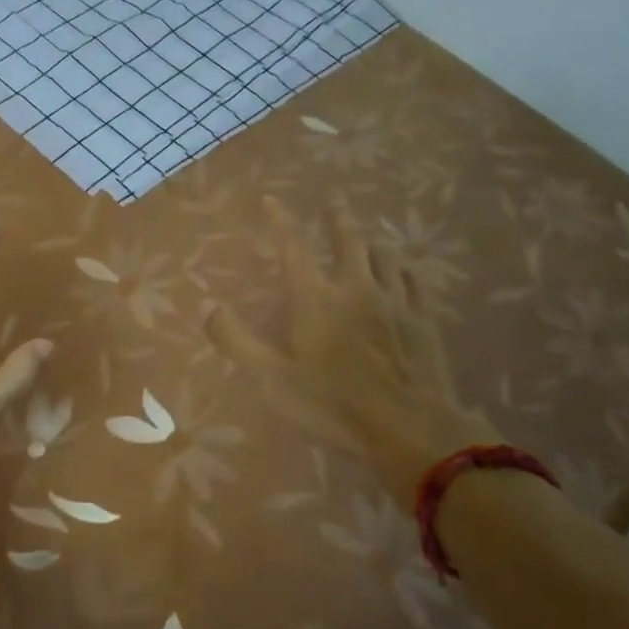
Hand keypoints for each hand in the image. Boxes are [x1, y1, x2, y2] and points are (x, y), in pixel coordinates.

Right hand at [206, 194, 501, 486]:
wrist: (410, 429)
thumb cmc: (332, 405)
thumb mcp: (271, 379)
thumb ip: (236, 340)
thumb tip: (206, 306)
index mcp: (315, 298)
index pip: (293, 245)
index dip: (281, 219)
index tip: (271, 198)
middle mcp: (355, 287)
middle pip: (348, 240)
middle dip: (337, 217)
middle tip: (334, 198)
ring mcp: (394, 301)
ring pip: (383, 255)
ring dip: (371, 240)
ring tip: (367, 232)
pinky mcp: (423, 320)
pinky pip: (413, 280)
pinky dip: (403, 267)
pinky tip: (403, 268)